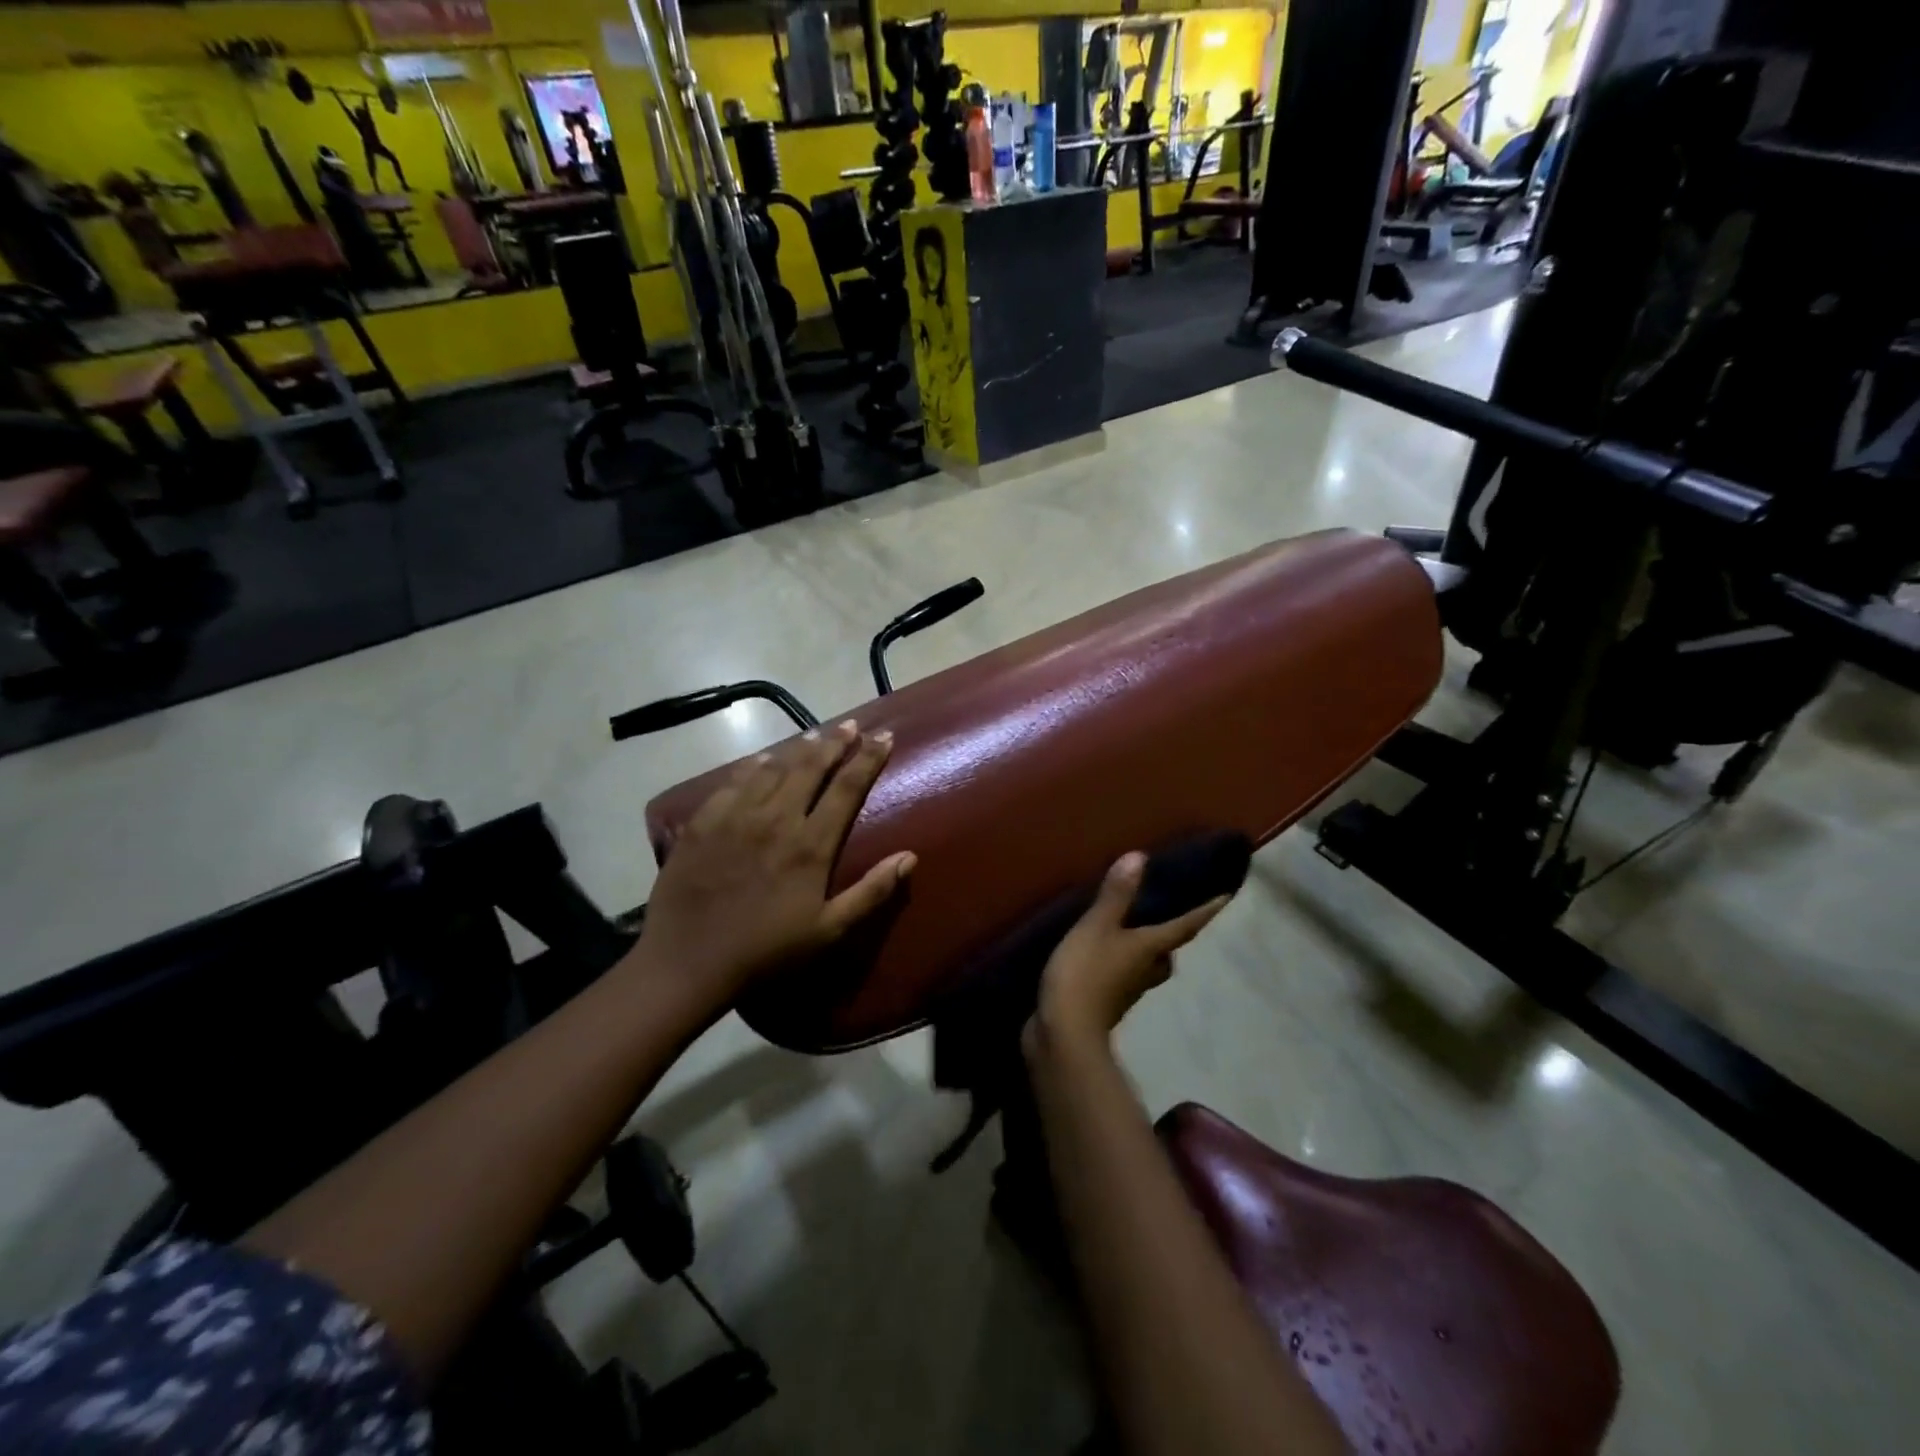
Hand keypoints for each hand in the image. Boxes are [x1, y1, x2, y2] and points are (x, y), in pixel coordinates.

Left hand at [635, 720, 915, 997]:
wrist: (688, 962)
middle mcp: (776, 818)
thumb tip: (909, 857)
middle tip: (851, 725)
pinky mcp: (704, 822)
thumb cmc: (767, 950)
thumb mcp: (828, 930)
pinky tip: (761, 760)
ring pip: (773, 768)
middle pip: (811, 767)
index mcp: (810, 844)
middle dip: (835, 742)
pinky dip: (753, 766)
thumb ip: (871, 892)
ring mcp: (736, 816)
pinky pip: (733, 781)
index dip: (868, 759)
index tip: (884, 736)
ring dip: (798, 749)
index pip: (847, 788)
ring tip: (814, 736)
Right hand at [1031, 853, 1231, 1050]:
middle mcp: (1145, 970)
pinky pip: (1121, 977)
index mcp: (1149, 949)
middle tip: (1168, 917)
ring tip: (1132, 932)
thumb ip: (1116, 895)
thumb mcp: (1097, 927)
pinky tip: (1102, 955)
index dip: (1204, 911)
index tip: (1225, 898)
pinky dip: (1118, 964)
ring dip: (1145, 952)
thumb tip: (1140, 857)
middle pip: (1167, 954)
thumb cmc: (1085, 972)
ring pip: (1146, 968)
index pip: (1184, 927)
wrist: (1064, 1032)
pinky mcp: (1105, 1002)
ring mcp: (1125, 990)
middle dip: (1170, 938)